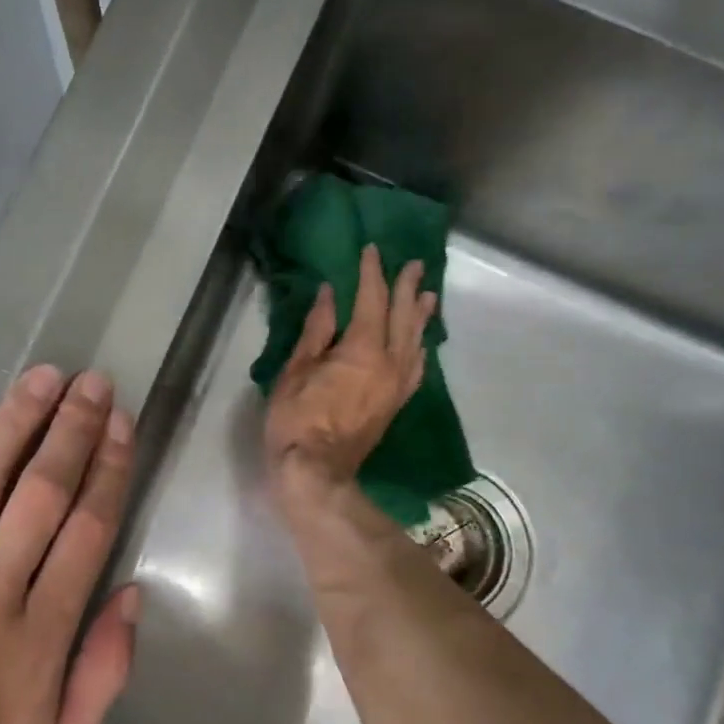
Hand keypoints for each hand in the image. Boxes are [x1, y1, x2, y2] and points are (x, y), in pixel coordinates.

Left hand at [0, 367, 138, 723]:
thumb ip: (99, 677)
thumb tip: (130, 597)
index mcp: (39, 641)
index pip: (86, 533)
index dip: (107, 471)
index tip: (120, 425)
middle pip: (39, 497)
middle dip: (71, 433)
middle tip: (91, 382)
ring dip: (12, 428)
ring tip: (41, 379)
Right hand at [265, 243, 435, 503]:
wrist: (317, 473)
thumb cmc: (297, 421)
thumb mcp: (296, 370)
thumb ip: (317, 330)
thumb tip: (331, 294)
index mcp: (363, 349)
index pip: (372, 300)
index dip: (372, 273)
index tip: (371, 250)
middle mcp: (390, 362)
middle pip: (403, 316)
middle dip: (407, 288)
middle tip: (414, 264)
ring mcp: (397, 385)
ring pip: (416, 341)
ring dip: (421, 315)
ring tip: (427, 295)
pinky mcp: (396, 403)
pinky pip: (416, 368)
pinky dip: (420, 348)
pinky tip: (421, 343)